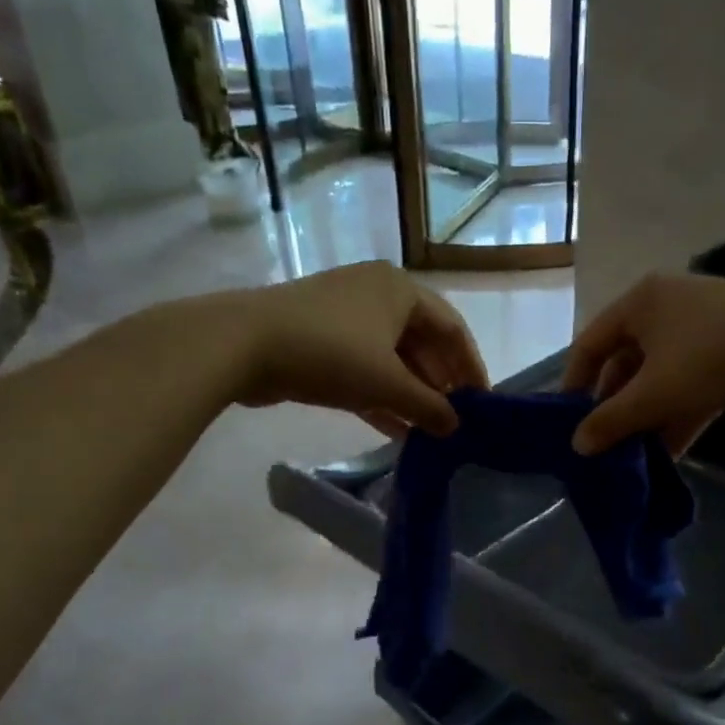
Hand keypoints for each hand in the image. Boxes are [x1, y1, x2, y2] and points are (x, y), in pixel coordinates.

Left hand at [221, 262, 488, 436]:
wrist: (242, 344)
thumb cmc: (330, 353)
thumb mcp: (387, 383)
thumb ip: (428, 407)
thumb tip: (457, 427)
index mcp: (401, 291)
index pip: (452, 329)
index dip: (471, 367)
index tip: (482, 403)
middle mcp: (378, 295)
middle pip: (423, 344)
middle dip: (440, 384)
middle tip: (455, 421)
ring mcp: (347, 318)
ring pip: (392, 360)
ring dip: (411, 396)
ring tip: (430, 433)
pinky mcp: (322, 341)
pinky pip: (365, 369)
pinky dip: (382, 397)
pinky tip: (396, 431)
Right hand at [563, 274, 724, 454]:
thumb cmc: (714, 357)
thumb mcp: (655, 393)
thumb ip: (612, 421)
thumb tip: (577, 446)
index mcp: (639, 303)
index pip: (590, 344)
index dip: (573, 384)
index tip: (567, 422)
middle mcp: (665, 308)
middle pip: (625, 362)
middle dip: (615, 407)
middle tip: (604, 445)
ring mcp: (700, 328)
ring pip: (659, 377)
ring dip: (646, 416)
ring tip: (632, 456)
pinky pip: (690, 383)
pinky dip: (677, 413)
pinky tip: (669, 453)